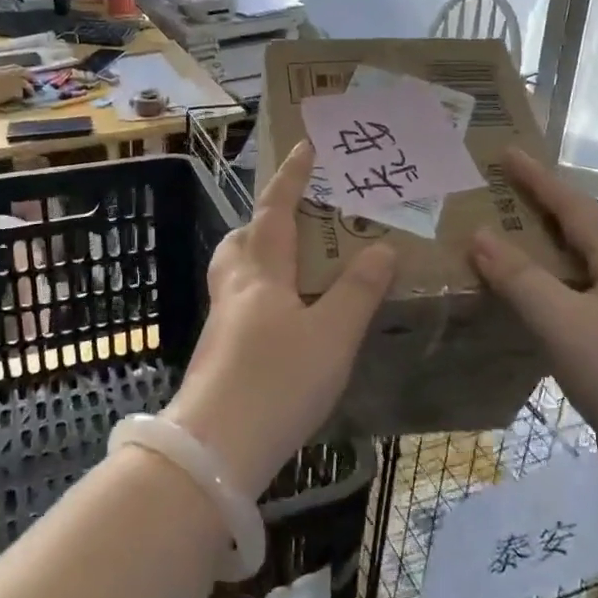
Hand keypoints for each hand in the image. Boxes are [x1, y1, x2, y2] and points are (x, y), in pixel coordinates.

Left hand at [164, 142, 395, 496]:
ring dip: (259, 259)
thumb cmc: (277, 381)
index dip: (291, 177)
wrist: (215, 450)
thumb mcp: (332, 335)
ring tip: (296, 271)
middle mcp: (235, 289)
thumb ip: (358, 291)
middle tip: (295, 221)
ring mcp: (221, 323)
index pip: (275, 210)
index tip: (304, 147)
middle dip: (263, 221)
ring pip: (236, 274)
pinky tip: (287, 324)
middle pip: (241, 240)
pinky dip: (262, 298)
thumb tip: (382, 247)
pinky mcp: (219, 355)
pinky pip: (240, 307)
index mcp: (261, 272)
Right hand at [468, 149, 597, 487]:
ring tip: (503, 245)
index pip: (574, 206)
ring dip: (541, 254)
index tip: (506, 153)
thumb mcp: (564, 324)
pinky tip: (526, 309)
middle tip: (498, 195)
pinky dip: (547, 294)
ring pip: (577, 272)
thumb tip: (479, 235)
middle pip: (579, 233)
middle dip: (540, 210)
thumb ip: (520, 279)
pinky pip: (576, 306)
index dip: (538, 178)